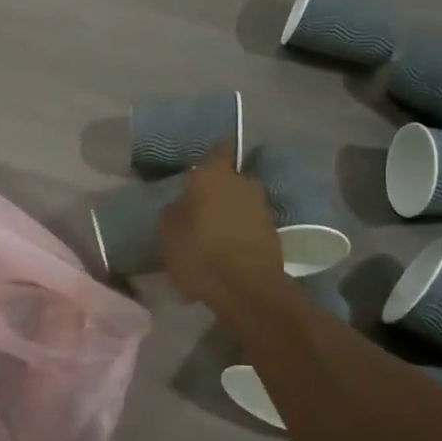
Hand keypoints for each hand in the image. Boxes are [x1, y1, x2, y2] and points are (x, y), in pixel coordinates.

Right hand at [158, 144, 286, 310]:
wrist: (247, 290)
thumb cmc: (199, 252)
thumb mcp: (167, 230)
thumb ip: (174, 209)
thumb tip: (182, 203)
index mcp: (215, 175)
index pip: (217, 150)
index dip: (208, 157)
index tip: (196, 168)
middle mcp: (243, 183)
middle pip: (230, 179)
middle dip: (218, 189)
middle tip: (199, 205)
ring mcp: (262, 209)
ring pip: (241, 203)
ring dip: (229, 213)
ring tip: (210, 233)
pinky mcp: (274, 234)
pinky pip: (249, 226)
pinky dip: (238, 234)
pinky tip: (223, 251)